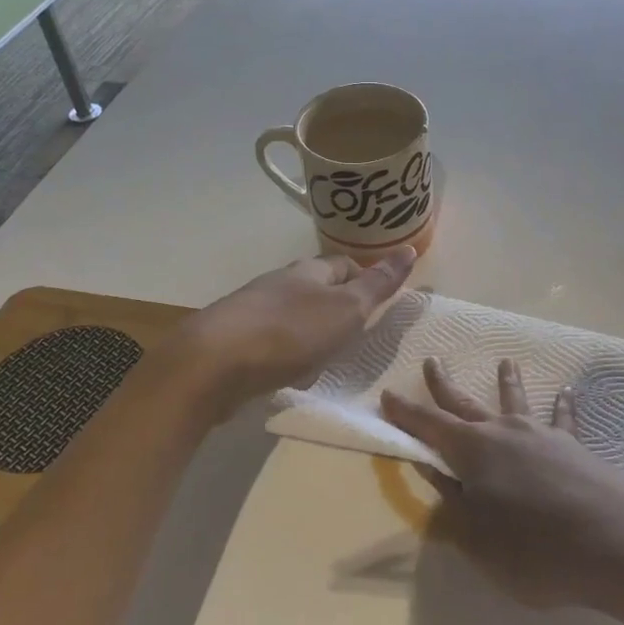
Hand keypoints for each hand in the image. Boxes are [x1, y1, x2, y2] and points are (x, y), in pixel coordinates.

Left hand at [164, 250, 415, 416]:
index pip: (344, 264)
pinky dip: (287, 355)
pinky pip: (272, 342)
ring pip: (294, 317)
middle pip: (317, 290)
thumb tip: (409, 248)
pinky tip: (290, 376)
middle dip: (338, 310)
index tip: (379, 304)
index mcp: (309, 271)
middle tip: (358, 337)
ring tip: (326, 362)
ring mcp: (254, 311)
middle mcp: (280, 283)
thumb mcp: (347, 308)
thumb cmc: (291, 332)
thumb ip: (378, 284)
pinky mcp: (235, 340)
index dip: (365, 279)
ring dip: (312, 335)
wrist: (214, 363)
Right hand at [381, 357, 623, 616]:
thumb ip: (454, 508)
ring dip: (507, 382)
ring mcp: (542, 436)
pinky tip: (568, 392)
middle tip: (432, 360)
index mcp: (473, 452)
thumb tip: (434, 478)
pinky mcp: (575, 447)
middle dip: (444, 385)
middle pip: (466, 404)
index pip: (429, 427)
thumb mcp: (479, 541)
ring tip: (505, 362)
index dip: (406, 413)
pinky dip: (563, 405)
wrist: (617, 544)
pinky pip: (563, 420)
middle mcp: (504, 433)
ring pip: (516, 402)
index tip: (387, 394)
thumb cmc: (536, 550)